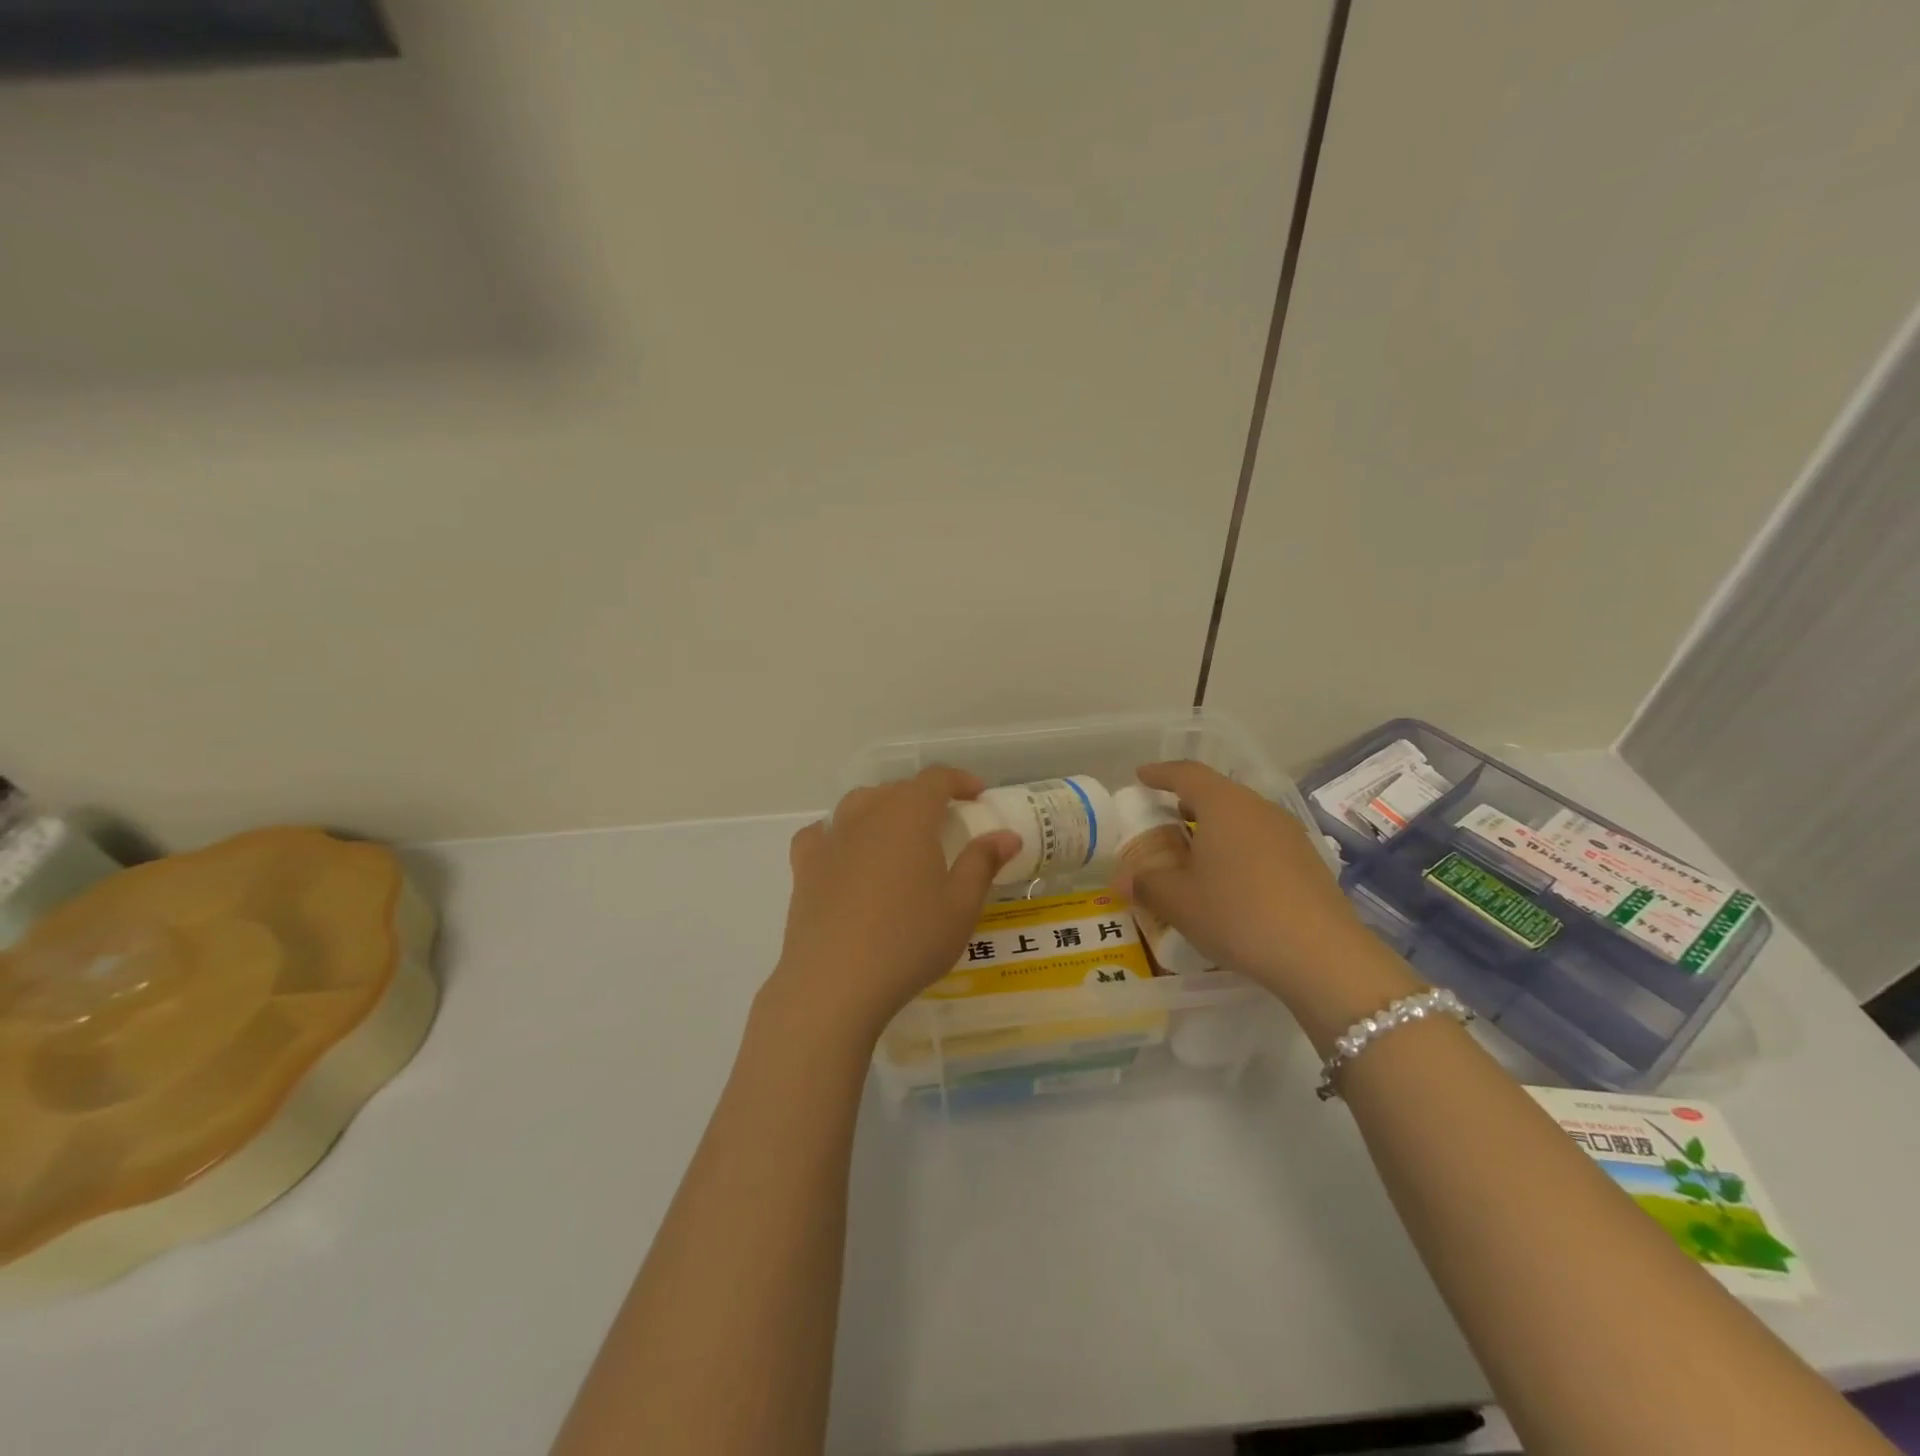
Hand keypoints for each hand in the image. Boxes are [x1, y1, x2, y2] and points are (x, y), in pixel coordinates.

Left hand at [762, 767, 1020, 1049]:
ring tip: (898, 836)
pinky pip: (822, 834)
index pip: (935, 778)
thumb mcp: (960, 906)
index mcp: (908, 816)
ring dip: (883, 809)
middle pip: (897, 789)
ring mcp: (831, 839)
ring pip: (859, 805)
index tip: (977, 796)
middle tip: (944, 824)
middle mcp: (867, 815)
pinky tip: (845, 854)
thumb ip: (982, 863)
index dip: (959, 780)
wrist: (834, 982)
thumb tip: (1006, 835)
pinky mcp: (804, 867)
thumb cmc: (909, 941)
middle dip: (924, 797)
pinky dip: (839, 834)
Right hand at [1126, 761, 1416, 1027]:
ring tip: (1194, 851)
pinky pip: (1261, 839)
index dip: (1160, 773)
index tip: (1141, 776)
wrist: (1322, 956)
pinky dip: (1238, 846)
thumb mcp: (1179, 902)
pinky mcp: (1307, 859)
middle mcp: (1258, 808)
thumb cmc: (1238, 915)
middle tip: (1164, 818)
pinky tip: (1231, 877)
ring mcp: (1288, 833)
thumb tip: (1123, 879)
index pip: (1186, 774)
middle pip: (1217, 792)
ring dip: (1214, 826)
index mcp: (1223, 805)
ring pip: (1242, 816)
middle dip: (1187, 801)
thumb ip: (1146, 884)